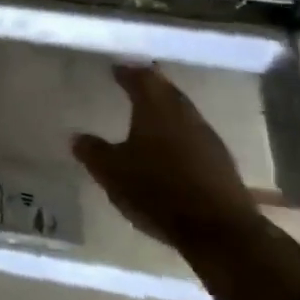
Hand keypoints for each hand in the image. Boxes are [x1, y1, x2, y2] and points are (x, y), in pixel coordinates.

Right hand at [73, 64, 263, 253]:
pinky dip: (178, 134)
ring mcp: (208, 140)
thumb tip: (78, 137)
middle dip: (150, 86)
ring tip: (147, 113)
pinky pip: (193, 137)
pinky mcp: (221, 165)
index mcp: (157, 109)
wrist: (219, 232)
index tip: (116, 68)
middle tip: (133, 82)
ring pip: (183, 114)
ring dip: (166, 110)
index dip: (128, 71)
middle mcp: (185, 117)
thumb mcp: (111, 171)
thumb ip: (93, 151)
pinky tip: (168, 147)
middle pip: (168, 92)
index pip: (142, 78)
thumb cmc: (157, 190)